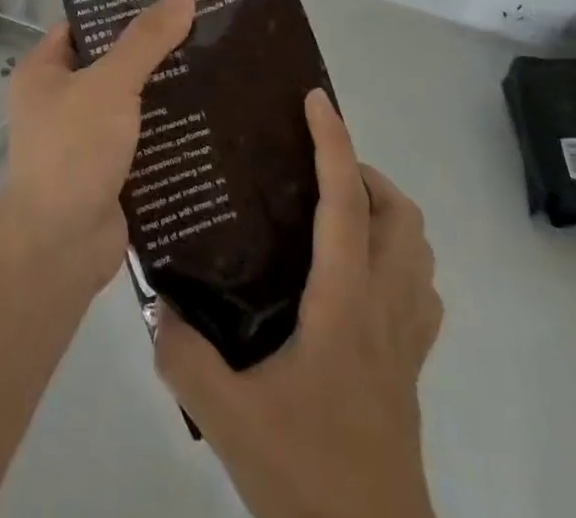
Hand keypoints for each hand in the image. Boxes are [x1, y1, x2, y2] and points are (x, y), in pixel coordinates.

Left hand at [0, 0, 195, 295]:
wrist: (60, 247)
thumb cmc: (73, 150)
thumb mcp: (110, 84)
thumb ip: (146, 40)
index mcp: (43, 71)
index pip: (84, 25)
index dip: (120, 8)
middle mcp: (59, 100)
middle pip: (111, 63)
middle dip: (152, 51)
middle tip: (202, 28)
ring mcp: (84, 139)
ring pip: (131, 103)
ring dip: (166, 93)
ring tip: (217, 65)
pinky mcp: (108, 172)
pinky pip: (142, 140)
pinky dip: (169, 132)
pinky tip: (210, 117)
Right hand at [154, 89, 442, 517]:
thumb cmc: (308, 475)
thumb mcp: (227, 417)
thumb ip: (182, 353)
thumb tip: (154, 299)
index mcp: (345, 303)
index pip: (346, 203)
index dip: (334, 143)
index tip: (315, 99)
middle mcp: (384, 309)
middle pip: (401, 217)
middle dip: (365, 173)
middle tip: (314, 168)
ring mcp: (406, 342)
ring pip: (419, 252)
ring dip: (386, 214)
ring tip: (334, 211)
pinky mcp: (411, 372)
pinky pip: (421, 294)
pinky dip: (399, 261)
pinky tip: (356, 277)